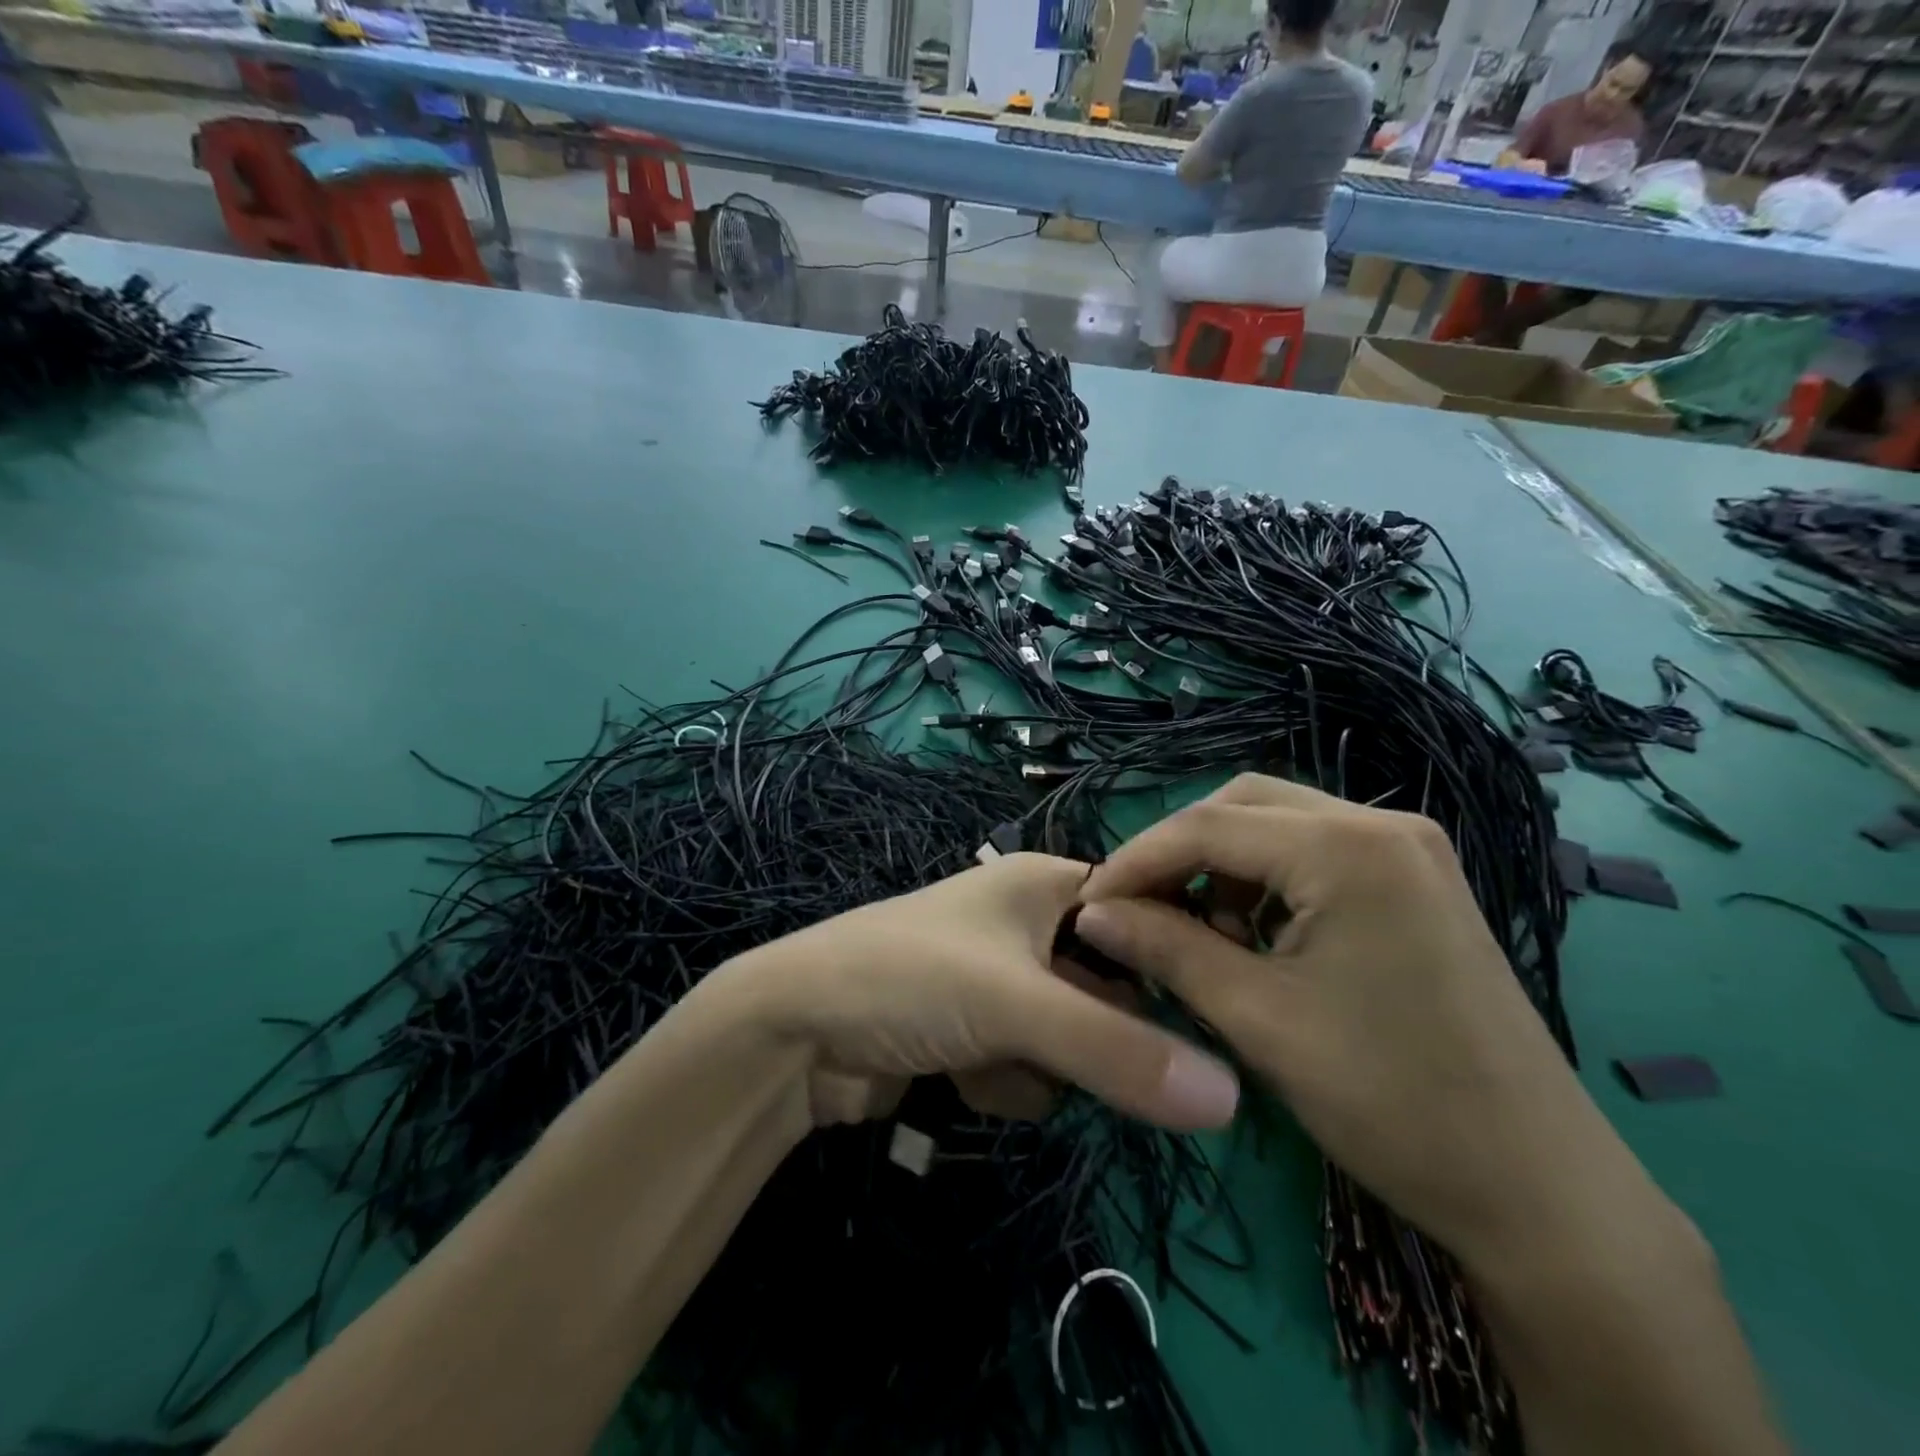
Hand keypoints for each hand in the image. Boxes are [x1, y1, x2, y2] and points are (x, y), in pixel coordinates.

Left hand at [716, 853, 1239, 1132]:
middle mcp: (1028, 924)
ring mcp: (1001, 982)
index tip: (1207, 1012)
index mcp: (1043, 884)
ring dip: (1041, 1065)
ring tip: (987, 1058)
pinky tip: (957, 1076)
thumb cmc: (909, 980)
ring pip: (1074, 1038)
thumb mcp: (1017, 1005)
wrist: (793, 1034)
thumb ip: (1120, 1051)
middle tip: (1073, 1055)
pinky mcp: (977, 1032)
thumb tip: (1231, 1099)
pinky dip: (1005, 1081)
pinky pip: (1030, 1065)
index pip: (1139, 911)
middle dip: (1094, 1034)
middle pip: (1111, 986)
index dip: (1170, 958)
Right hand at [1073, 775, 1633, 1265]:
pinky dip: (1266, 881)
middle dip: (1179, 852)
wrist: (1538, 1188)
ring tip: (1197, 933)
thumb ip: (1165, 950)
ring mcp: (1407, 850)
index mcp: (1347, 847)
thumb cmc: (1390, 1101)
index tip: (1088, 905)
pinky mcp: (1415, 881)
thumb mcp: (1257, 1019)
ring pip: (1277, 825)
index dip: (1136, 860)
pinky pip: (1315, 853)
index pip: (1207, 825)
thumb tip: (1092, 913)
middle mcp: (1382, 823)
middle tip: (1137, 909)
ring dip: (1222, 865)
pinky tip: (1253, 936)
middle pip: (1242, 805)